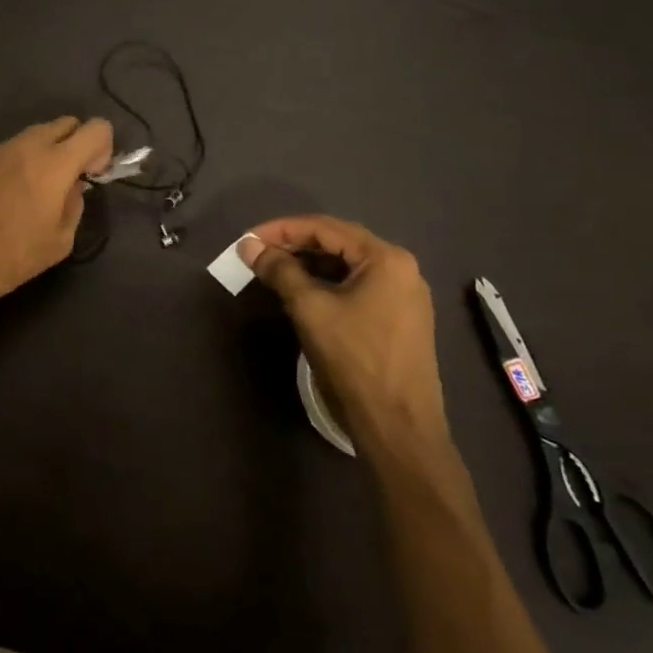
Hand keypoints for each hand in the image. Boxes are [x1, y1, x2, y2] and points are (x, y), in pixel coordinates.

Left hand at [0, 117, 113, 307]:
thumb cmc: (12, 256)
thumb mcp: (60, 240)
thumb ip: (75, 205)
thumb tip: (74, 186)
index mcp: (55, 163)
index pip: (96, 129)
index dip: (104, 148)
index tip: (94, 175)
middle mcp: (28, 146)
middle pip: (66, 123)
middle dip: (77, 144)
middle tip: (72, 178)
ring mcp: (0, 150)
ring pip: (37, 134)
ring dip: (49, 151)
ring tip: (41, 189)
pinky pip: (14, 148)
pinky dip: (25, 160)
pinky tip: (15, 193)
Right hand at [242, 216, 451, 460]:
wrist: (397, 425)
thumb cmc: (354, 359)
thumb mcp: (310, 309)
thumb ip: (280, 270)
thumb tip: (250, 246)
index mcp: (386, 258)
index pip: (326, 228)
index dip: (282, 229)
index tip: (248, 239)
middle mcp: (401, 268)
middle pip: (339, 242)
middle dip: (295, 244)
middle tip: (258, 253)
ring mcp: (404, 295)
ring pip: (347, 265)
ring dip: (309, 264)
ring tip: (274, 271)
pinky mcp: (399, 318)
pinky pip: (357, 286)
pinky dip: (326, 283)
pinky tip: (302, 292)